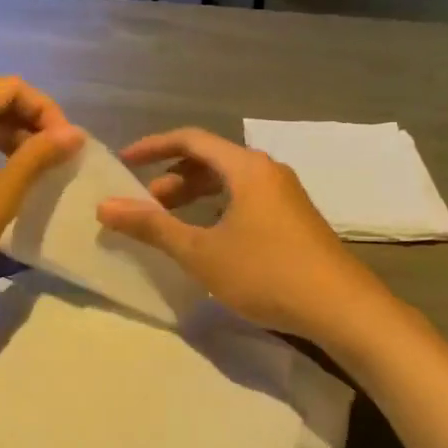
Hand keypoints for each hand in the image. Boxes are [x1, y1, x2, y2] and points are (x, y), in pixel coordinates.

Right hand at [96, 127, 384, 342]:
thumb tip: (105, 206)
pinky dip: (218, 209)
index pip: (191, 139)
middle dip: (173, 177)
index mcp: (246, 167)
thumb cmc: (266, 272)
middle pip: (211, 160)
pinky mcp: (295, 219)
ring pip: (230, 182)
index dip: (153, 147)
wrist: (342, 308)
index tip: (124, 162)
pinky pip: (246, 200)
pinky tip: (210, 239)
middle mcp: (267, 171)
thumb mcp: (201, 252)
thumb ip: (152, 226)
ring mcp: (285, 195)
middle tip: (146, 205)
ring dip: (196, 196)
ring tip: (171, 223)